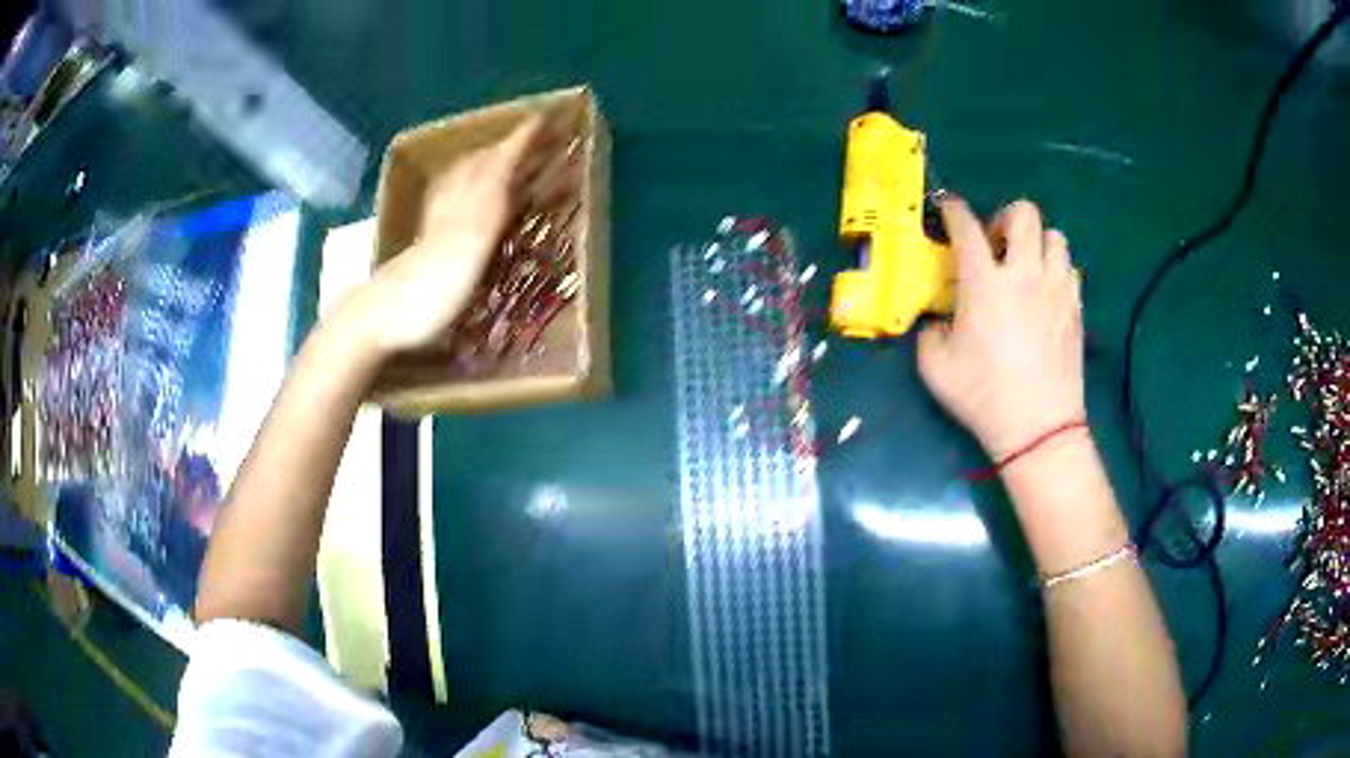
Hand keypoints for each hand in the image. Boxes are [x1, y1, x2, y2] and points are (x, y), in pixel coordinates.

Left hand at [343, 116, 543, 355]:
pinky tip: (459, 202)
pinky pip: (449, 206)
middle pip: (478, 168)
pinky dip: (463, 192)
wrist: (377, 319)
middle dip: (504, 149)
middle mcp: (452, 209)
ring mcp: (435, 229)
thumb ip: (488, 205)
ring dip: (483, 166)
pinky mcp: (427, 249)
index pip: (498, 166)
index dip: (519, 143)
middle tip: (529, 140)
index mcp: (468, 210)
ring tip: (498, 161)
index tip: (542, 118)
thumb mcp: (466, 248)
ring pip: (461, 184)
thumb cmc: (426, 293)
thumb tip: (507, 162)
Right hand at [917, 198, 1084, 458]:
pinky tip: (1046, 292)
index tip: (947, 207)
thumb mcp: (936, 369)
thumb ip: (929, 335)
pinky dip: (1056, 269)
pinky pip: (1070, 269)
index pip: (966, 226)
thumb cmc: (984, 396)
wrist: (1038, 427)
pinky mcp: (1075, 308)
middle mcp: (1024, 274)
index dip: (953, 209)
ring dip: (1037, 242)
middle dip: (1005, 218)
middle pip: (1024, 213)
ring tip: (1026, 267)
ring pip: (1055, 236)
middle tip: (996, 245)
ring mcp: (1056, 289)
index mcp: (984, 283)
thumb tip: (937, 324)